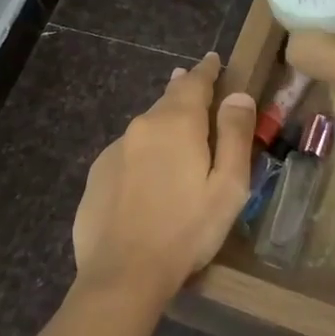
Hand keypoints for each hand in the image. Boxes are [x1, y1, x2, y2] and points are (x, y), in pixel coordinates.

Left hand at [72, 53, 257, 304]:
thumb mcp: (227, 186)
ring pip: (146, 128)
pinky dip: (143, 154)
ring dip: (163, 125)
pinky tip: (148, 178)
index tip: (212, 60)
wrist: (122, 275)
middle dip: (183, 92)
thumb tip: (237, 95)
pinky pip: (128, 154)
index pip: (195, 82)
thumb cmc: (186, 230)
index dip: (206, 70)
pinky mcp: (97, 176)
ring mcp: (114, 150)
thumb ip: (234, 135)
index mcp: (176, 123)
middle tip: (194, 85)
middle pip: (167, 100)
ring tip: (175, 134)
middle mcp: (142, 126)